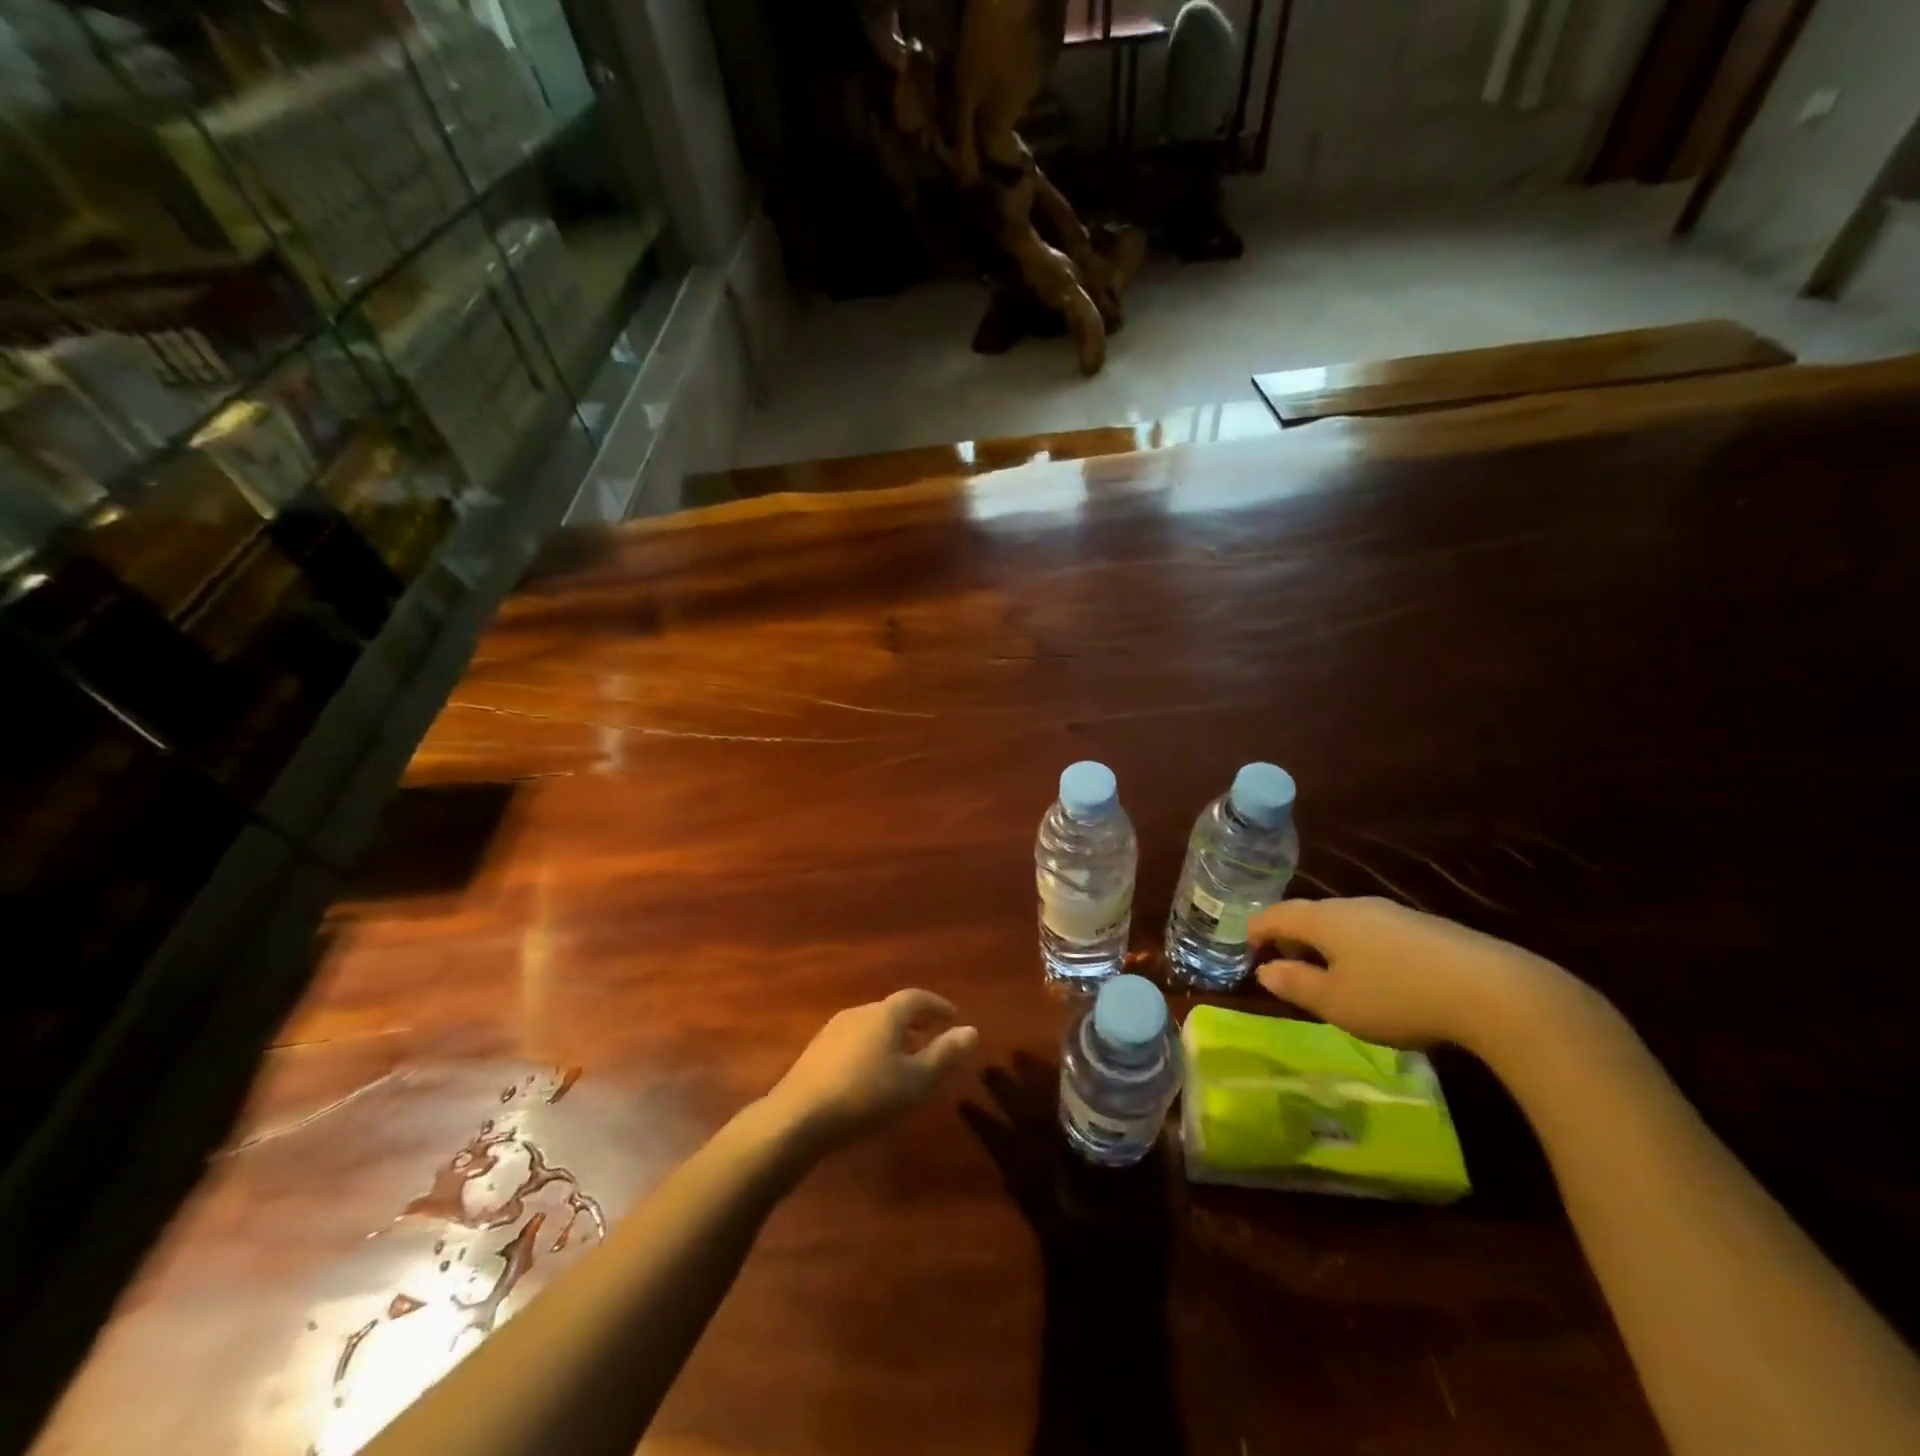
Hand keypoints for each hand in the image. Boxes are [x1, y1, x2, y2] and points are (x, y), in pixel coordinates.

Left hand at [765, 991, 978, 1151]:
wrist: (798, 1118)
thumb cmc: (865, 1096)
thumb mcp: (914, 1081)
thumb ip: (944, 1055)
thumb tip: (972, 1030)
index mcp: (885, 1014)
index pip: (916, 998)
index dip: (937, 1006)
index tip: (954, 1018)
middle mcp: (859, 1013)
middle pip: (893, 1010)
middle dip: (916, 1023)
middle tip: (933, 1039)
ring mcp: (833, 1030)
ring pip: (872, 1026)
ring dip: (893, 1037)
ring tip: (906, 1061)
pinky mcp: (816, 1052)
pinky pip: (855, 1041)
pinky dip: (873, 1049)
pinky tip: (872, 1076)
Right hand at [1248, 897, 1569, 1051]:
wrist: (1493, 991)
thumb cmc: (1397, 996)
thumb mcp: (1336, 1002)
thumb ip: (1295, 985)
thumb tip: (1265, 970)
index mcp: (1324, 919)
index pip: (1275, 915)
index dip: (1255, 931)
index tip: (1245, 950)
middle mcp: (1354, 906)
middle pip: (1310, 914)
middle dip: (1292, 938)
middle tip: (1285, 966)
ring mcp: (1393, 913)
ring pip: (1344, 923)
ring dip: (1327, 944)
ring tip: (1329, 976)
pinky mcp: (1425, 928)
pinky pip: (1374, 933)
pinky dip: (1359, 950)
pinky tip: (1376, 978)